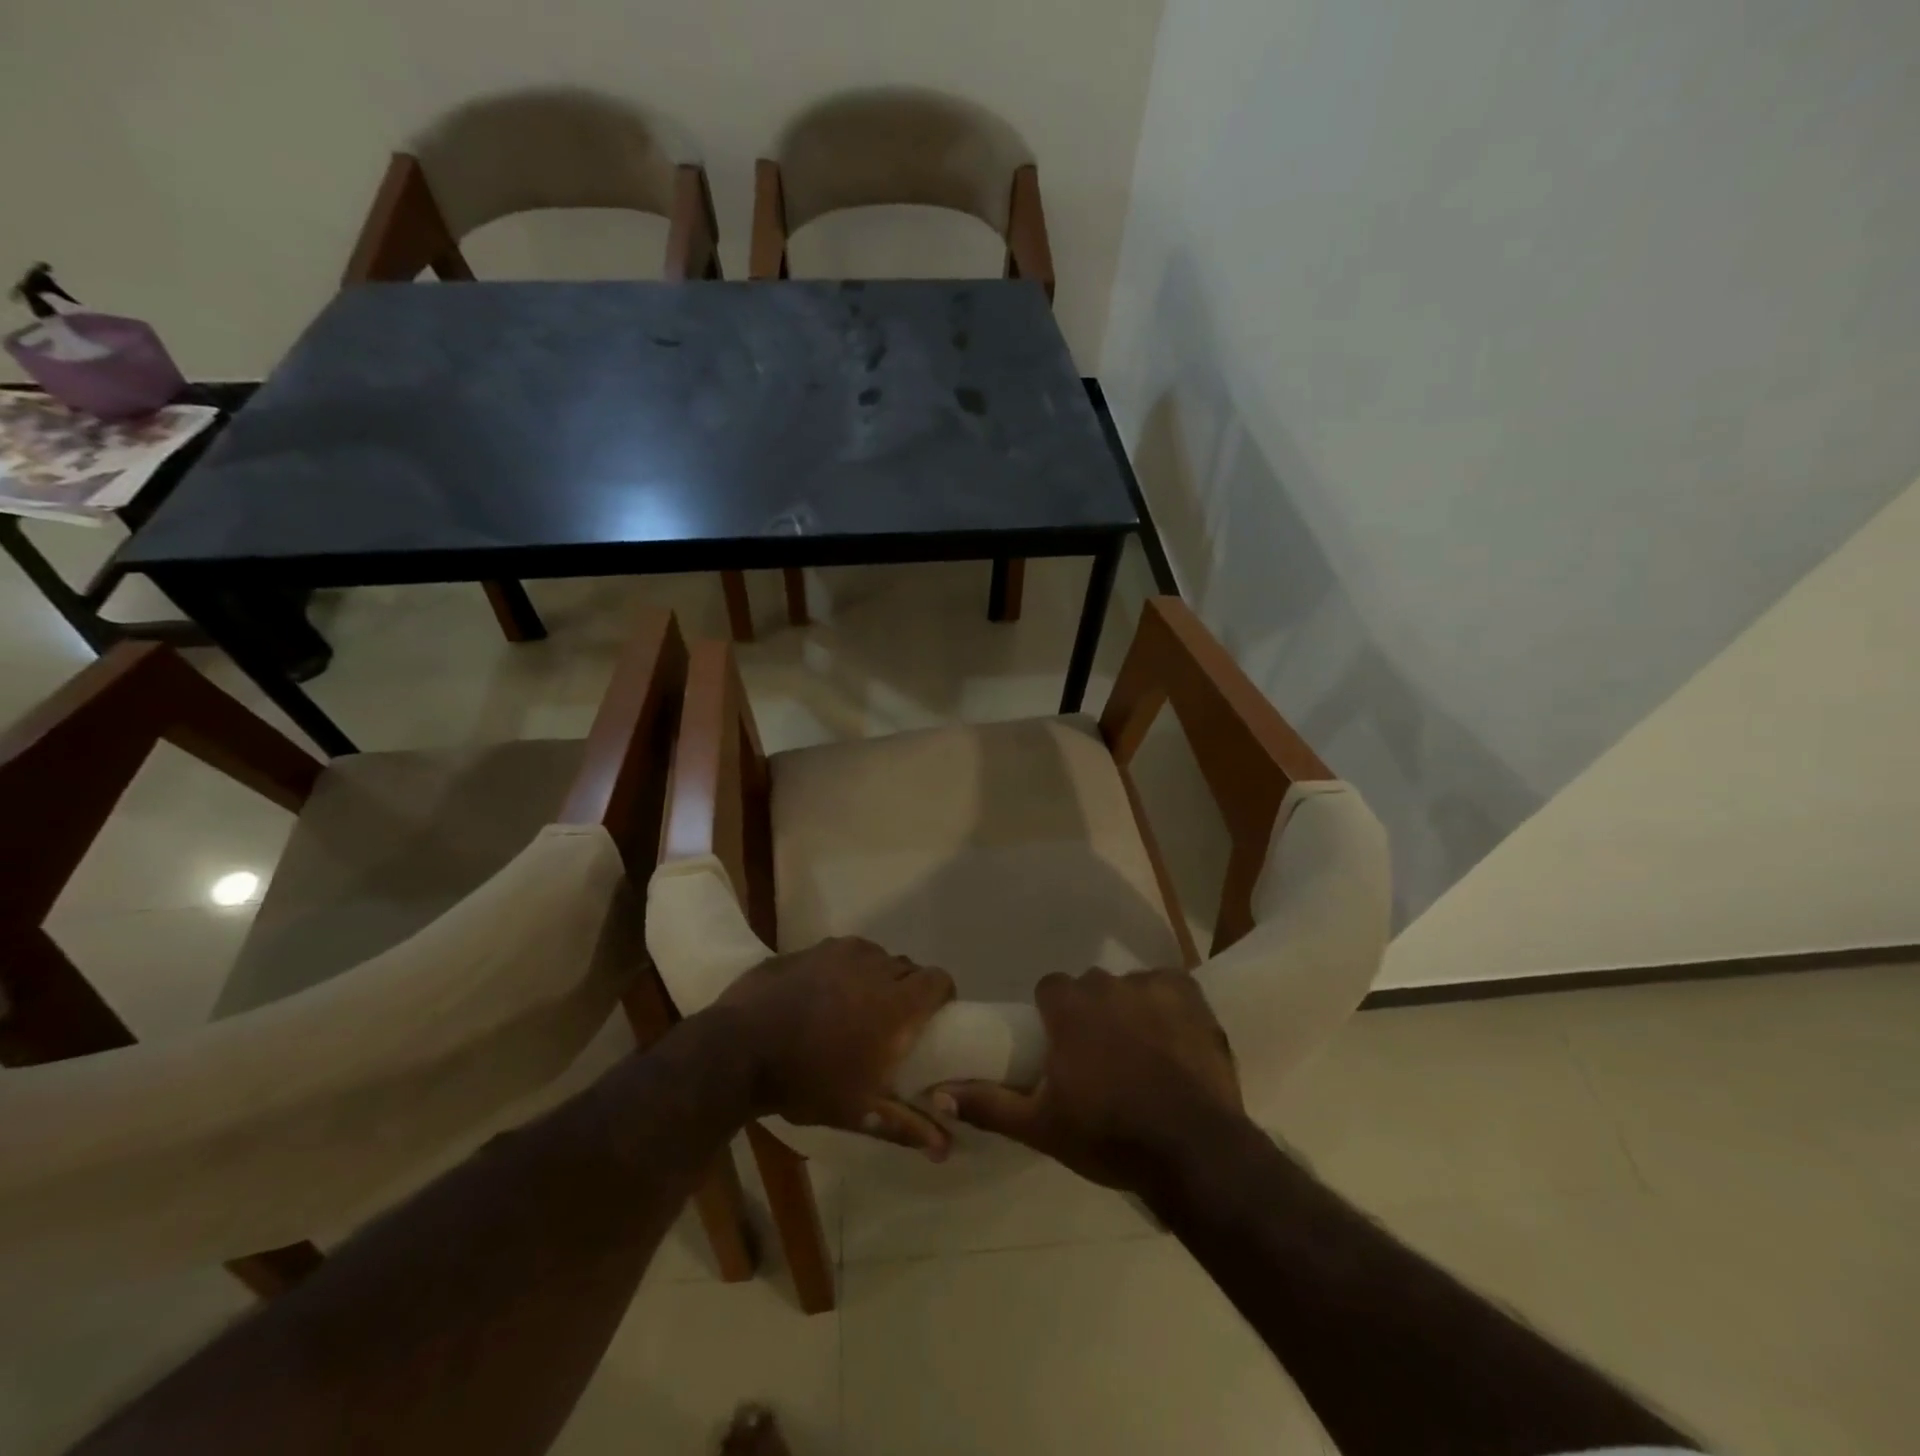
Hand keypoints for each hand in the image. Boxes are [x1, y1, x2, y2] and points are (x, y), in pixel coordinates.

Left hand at [718, 937, 956, 1159]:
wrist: (737, 1050)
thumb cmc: (806, 1081)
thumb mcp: (858, 1111)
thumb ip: (907, 1125)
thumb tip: (947, 1147)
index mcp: (896, 1002)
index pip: (939, 980)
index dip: (942, 995)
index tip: (933, 1018)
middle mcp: (875, 966)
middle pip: (908, 967)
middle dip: (908, 989)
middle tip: (892, 1021)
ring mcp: (839, 951)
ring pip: (875, 956)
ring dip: (876, 975)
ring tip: (856, 1005)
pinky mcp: (809, 948)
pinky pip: (842, 952)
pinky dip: (844, 968)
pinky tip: (822, 993)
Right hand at [934, 968, 1243, 1191]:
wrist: (1192, 1151)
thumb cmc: (1108, 1136)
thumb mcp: (1040, 1126)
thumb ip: (988, 1104)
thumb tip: (936, 1094)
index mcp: (1069, 1008)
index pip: (1050, 988)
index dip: (1053, 1015)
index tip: (1061, 1046)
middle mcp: (1107, 985)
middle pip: (1090, 987)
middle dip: (1091, 1013)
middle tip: (1100, 1058)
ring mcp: (1152, 987)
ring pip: (1129, 988)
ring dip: (1129, 1011)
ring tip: (1142, 1055)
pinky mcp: (1190, 996)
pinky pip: (1169, 988)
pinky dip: (1168, 1006)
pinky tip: (1172, 1039)